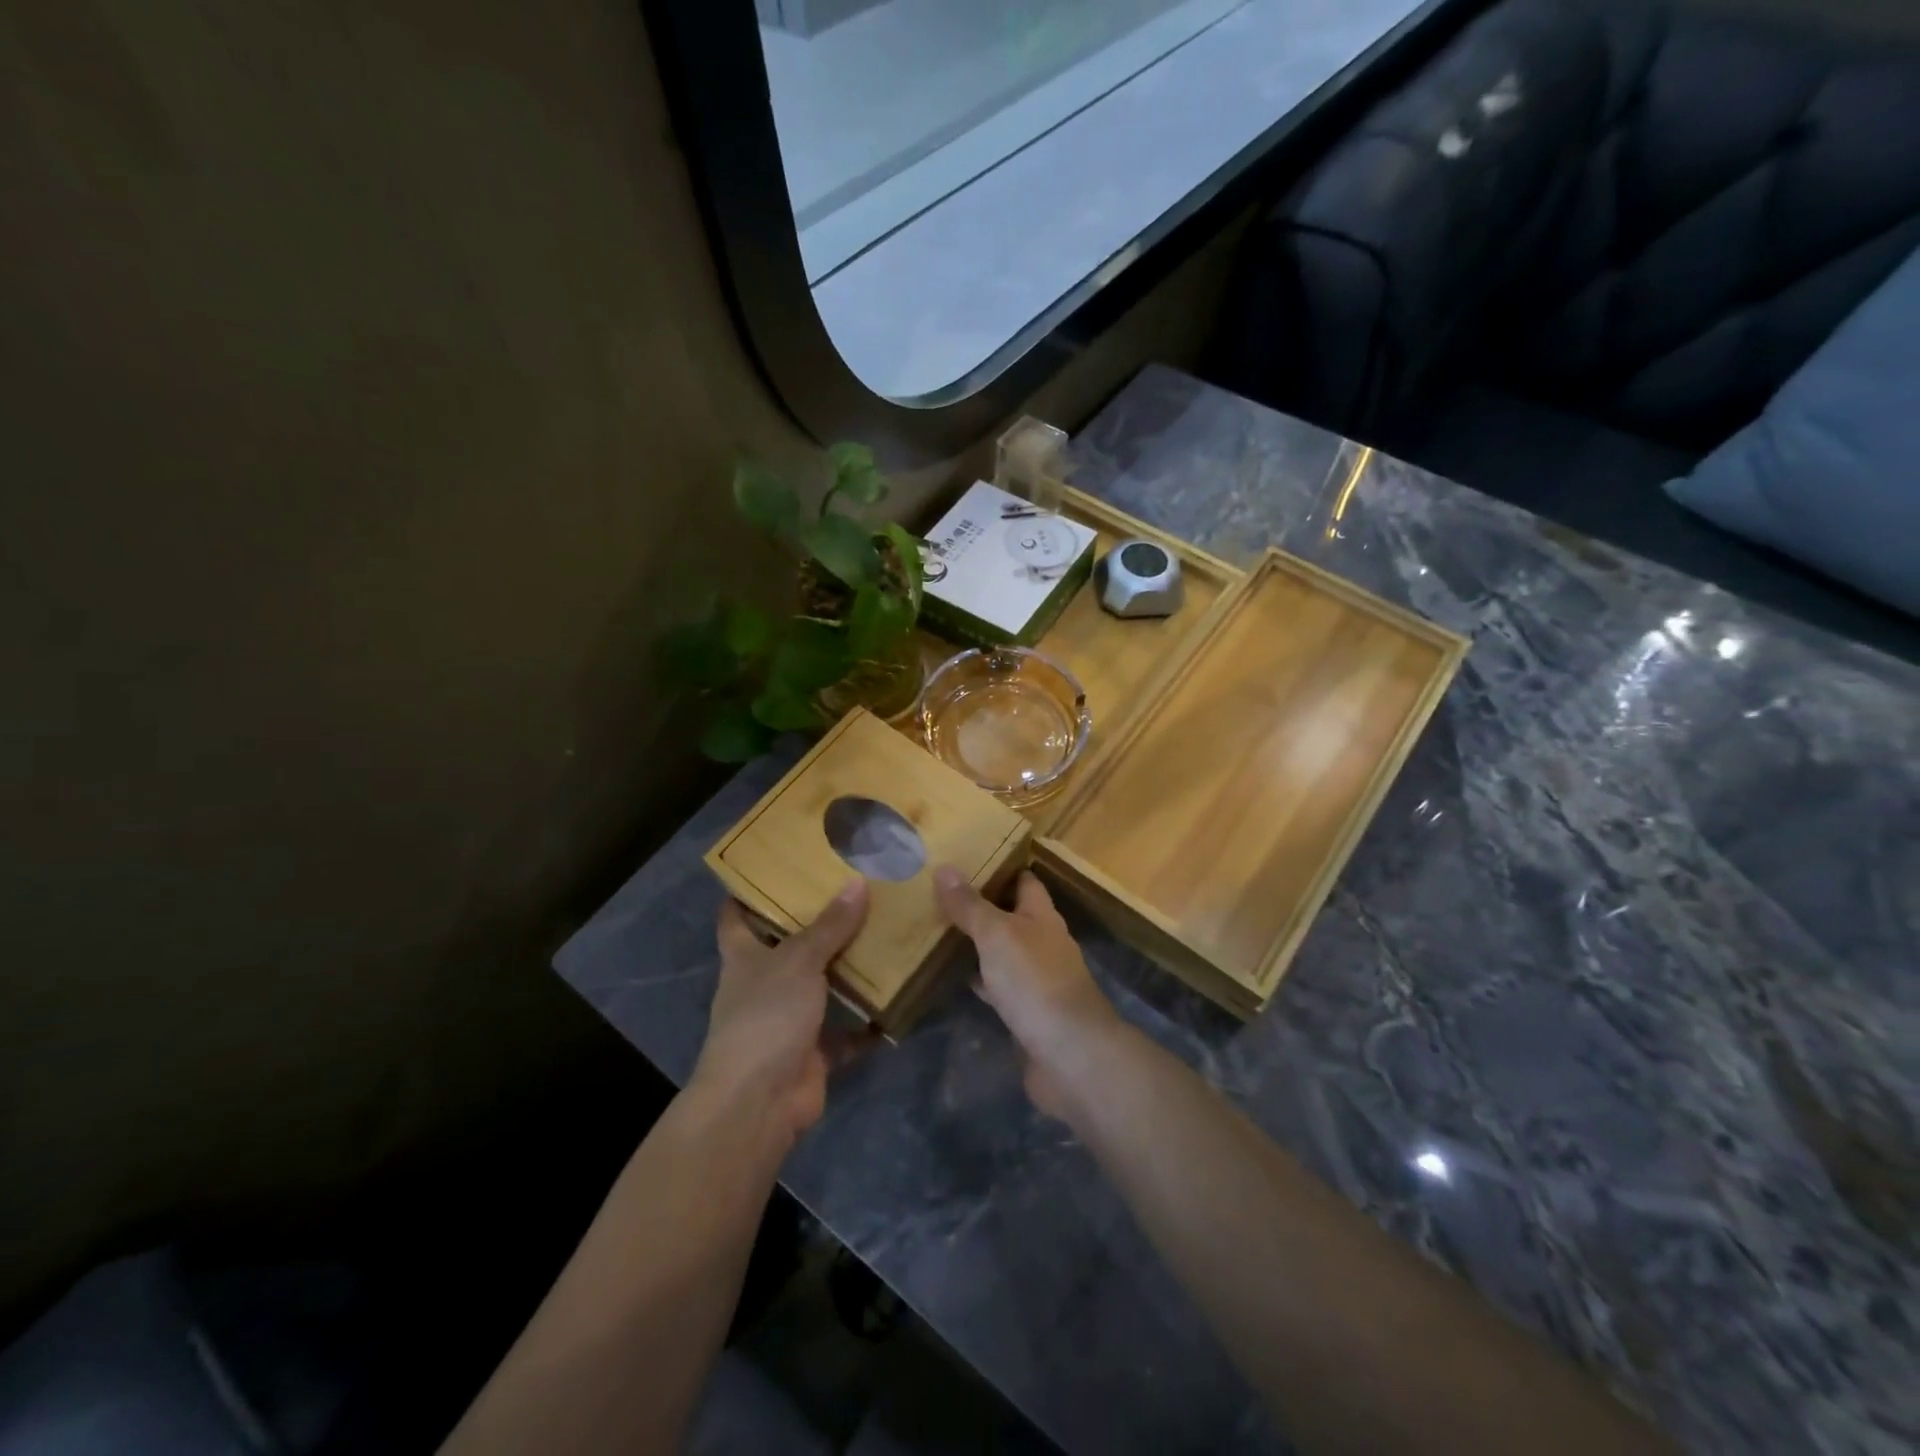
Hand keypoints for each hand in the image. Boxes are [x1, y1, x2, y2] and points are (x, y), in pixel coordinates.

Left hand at [694, 880, 868, 1148]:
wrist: (759, 1101)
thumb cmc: (766, 1016)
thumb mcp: (798, 961)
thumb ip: (829, 926)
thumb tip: (857, 883)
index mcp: (745, 958)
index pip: (736, 918)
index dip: (749, 893)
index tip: (777, 868)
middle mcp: (764, 985)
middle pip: (789, 948)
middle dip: (817, 925)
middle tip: (855, 891)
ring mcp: (788, 1020)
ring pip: (821, 987)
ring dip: (848, 971)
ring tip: (885, 936)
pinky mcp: (813, 1051)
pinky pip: (846, 1032)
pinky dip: (868, 1023)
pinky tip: (896, 1000)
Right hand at [934, 866, 1119, 1117]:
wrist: (1069, 1054)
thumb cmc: (1035, 981)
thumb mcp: (997, 934)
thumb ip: (971, 905)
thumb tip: (945, 868)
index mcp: (1042, 916)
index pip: (1024, 880)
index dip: (1001, 867)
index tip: (967, 858)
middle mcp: (1043, 943)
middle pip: (1012, 916)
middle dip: (983, 906)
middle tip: (940, 894)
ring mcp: (1037, 979)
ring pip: (1004, 952)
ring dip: (979, 943)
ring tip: (939, 930)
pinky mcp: (1027, 1013)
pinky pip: (999, 987)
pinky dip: (980, 979)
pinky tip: (956, 977)